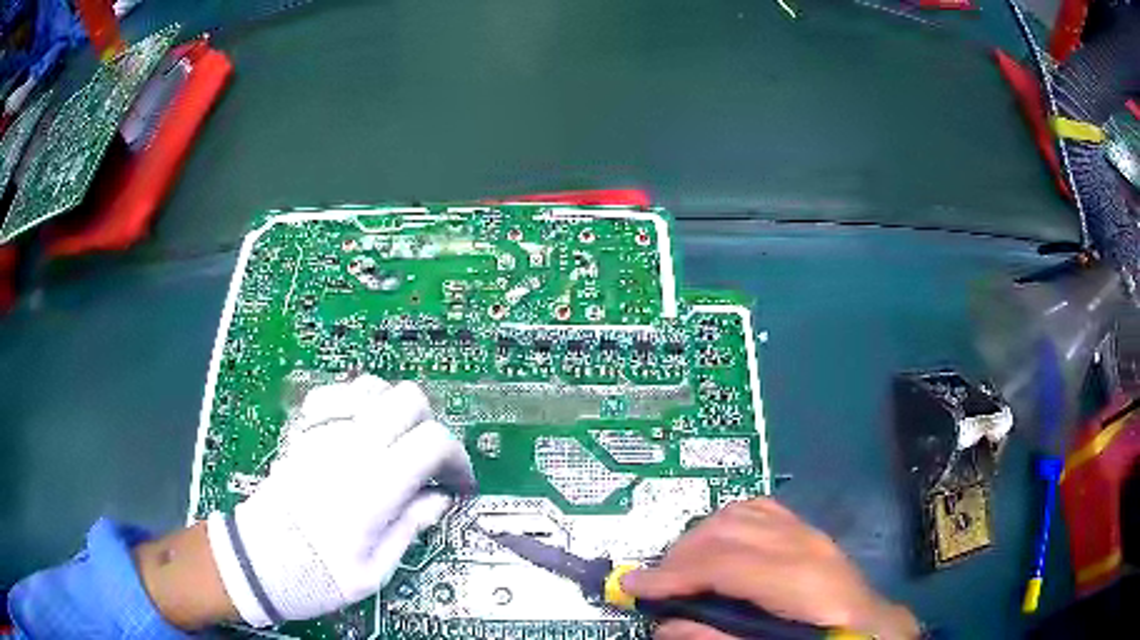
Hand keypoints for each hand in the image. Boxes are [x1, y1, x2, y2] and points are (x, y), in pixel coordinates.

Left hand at [206, 375, 475, 626]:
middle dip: (429, 425)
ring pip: (374, 387)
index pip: (433, 440)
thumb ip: (411, 526)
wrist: (261, 560)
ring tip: (394, 443)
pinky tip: (358, 427)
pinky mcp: (303, 430)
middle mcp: (352, 447)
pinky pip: (336, 392)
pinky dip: (356, 401)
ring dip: (394, 410)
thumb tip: (440, 498)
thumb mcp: (376, 569)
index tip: (456, 482)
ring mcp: (323, 431)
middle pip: (409, 399)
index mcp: (375, 486)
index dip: (456, 457)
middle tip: (426, 460)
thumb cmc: (320, 573)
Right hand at [621, 499, 919, 639]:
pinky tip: (717, 543)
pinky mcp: (809, 532)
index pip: (723, 564)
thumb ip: (717, 638)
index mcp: (799, 580)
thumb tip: (665, 626)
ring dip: (700, 535)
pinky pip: (760, 510)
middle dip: (680, 555)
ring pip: (741, 512)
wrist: (872, 628)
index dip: (671, 575)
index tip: (632, 587)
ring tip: (680, 567)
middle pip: (728, 531)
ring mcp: (809, 533)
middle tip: (652, 584)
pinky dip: (727, 522)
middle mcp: (804, 546)